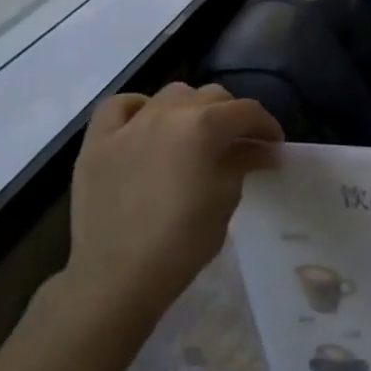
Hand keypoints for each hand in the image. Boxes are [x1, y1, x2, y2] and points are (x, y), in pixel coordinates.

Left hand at [66, 82, 281, 325]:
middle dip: (231, 116)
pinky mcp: (97, 142)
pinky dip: (137, 109)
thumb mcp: (227, 198)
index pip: (247, 111)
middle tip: (238, 144)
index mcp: (204, 126)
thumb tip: (261, 149)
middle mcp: (167, 113)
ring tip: (193, 135)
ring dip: (190, 108)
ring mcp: (129, 125)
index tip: (273, 146)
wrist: (119, 275)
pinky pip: (119, 106)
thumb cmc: (184, 240)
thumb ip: (243, 162)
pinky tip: (145, 126)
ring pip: (170, 95)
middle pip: (211, 96)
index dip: (267, 126)